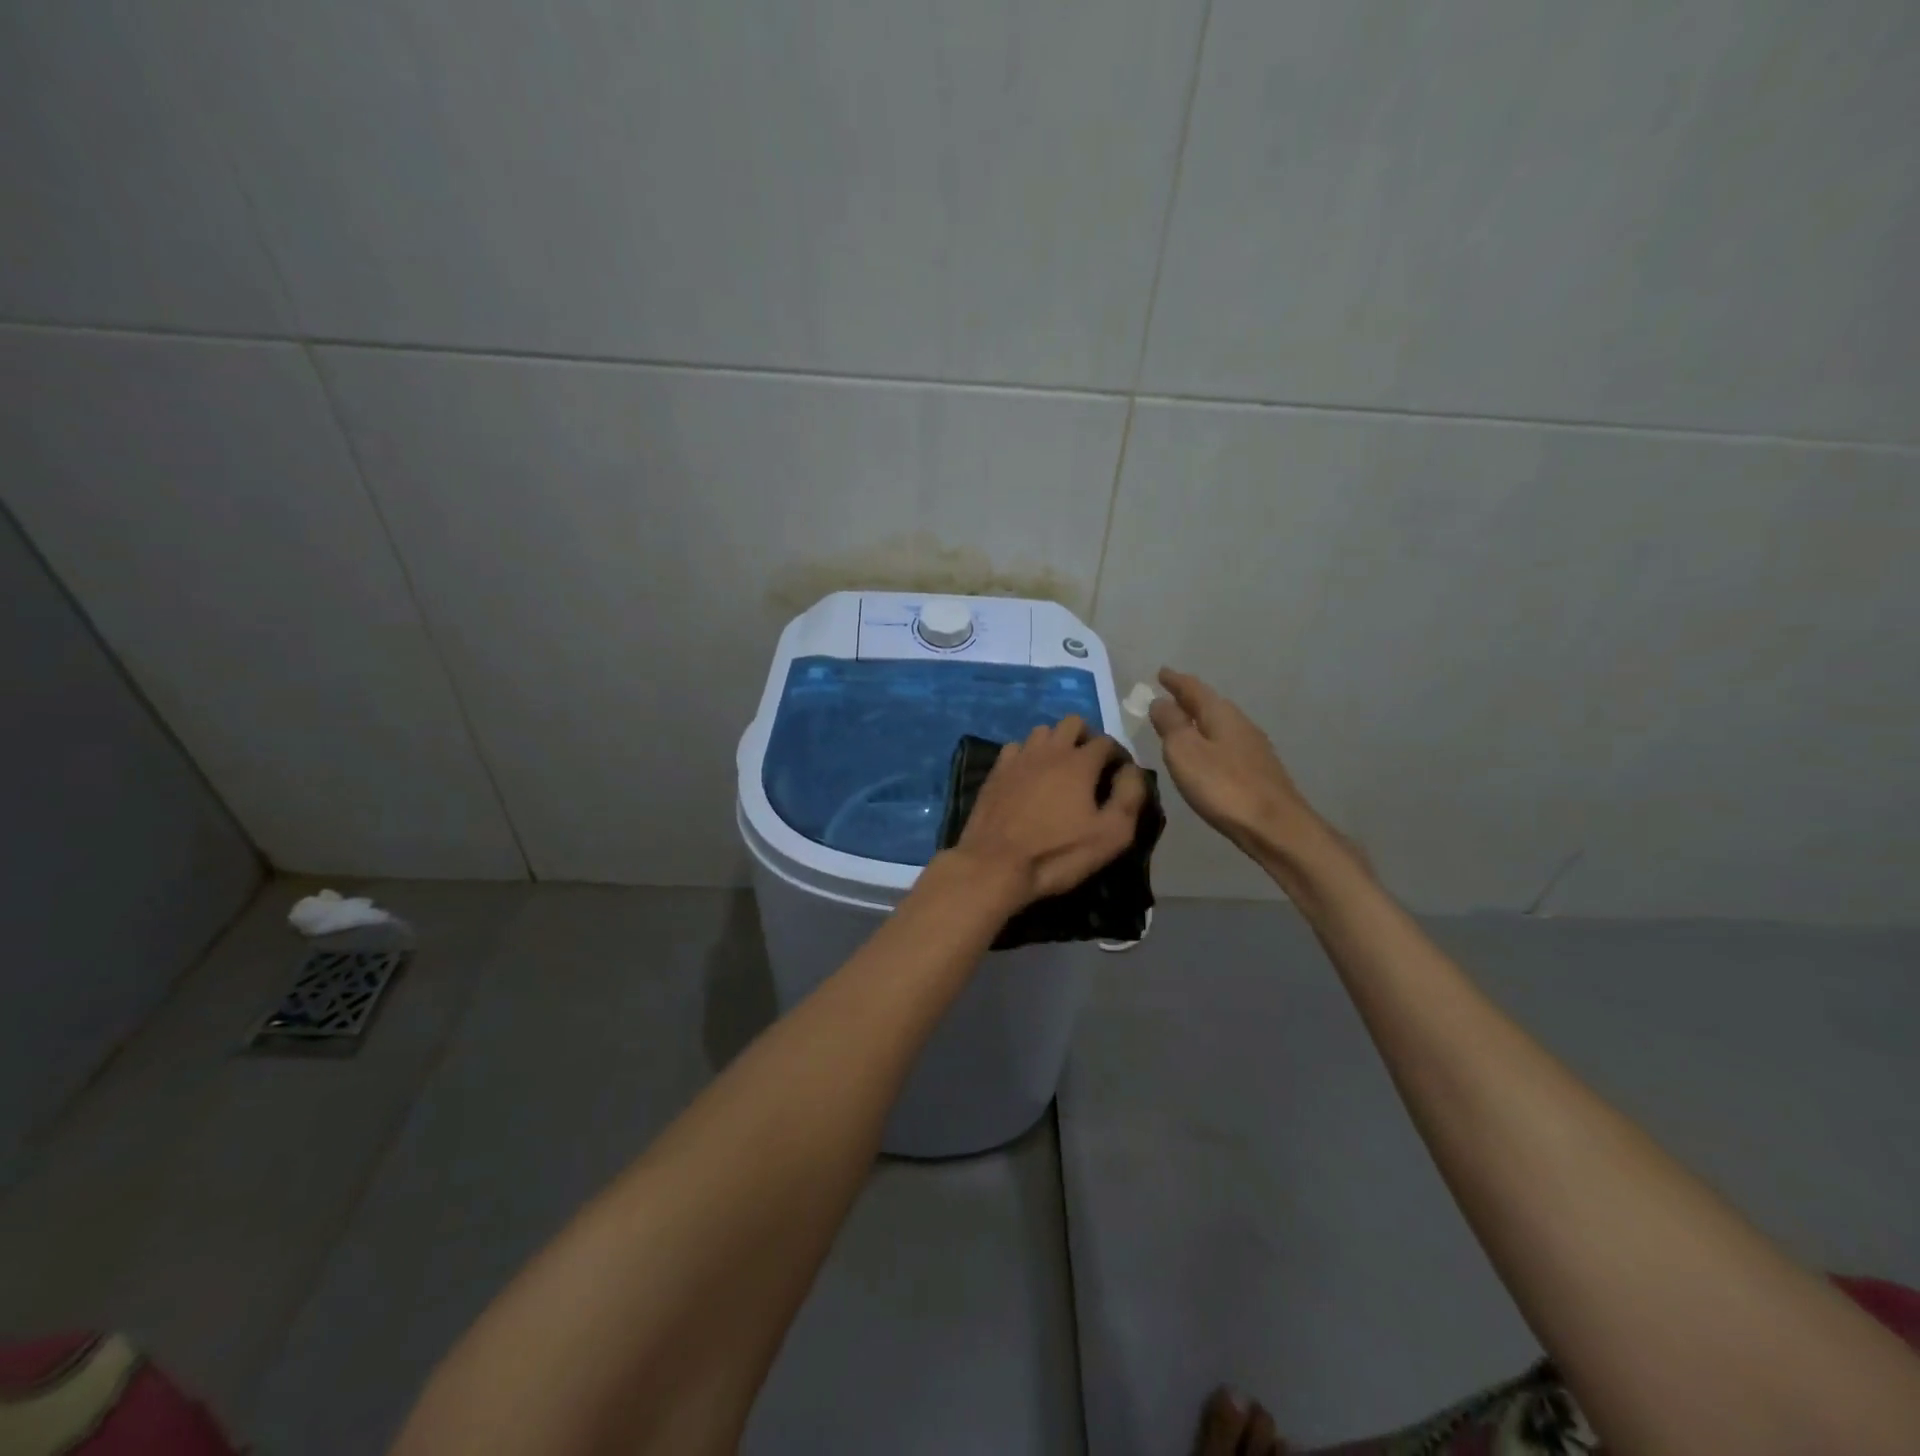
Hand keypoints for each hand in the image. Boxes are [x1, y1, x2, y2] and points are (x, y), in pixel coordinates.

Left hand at [946, 716, 1147, 908]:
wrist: (995, 865)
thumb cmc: (1058, 853)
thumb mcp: (1111, 834)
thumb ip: (1130, 796)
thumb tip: (1131, 771)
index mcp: (1079, 762)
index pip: (1107, 741)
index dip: (1118, 755)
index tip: (1120, 776)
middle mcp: (1049, 750)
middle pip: (1073, 723)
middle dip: (1087, 738)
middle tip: (1091, 767)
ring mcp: (1018, 758)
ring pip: (1042, 731)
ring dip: (1056, 743)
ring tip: (1060, 770)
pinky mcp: (996, 771)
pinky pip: (1015, 748)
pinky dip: (1027, 756)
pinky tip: (1028, 777)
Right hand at [1149, 669, 1323, 863]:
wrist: (1276, 827)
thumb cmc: (1223, 786)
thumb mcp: (1184, 752)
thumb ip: (1170, 724)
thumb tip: (1159, 701)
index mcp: (1221, 714)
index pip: (1193, 689)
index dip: (1175, 681)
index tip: (1161, 672)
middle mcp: (1240, 724)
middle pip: (1210, 704)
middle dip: (1189, 698)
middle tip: (1169, 694)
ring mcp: (1253, 748)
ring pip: (1220, 725)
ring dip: (1200, 720)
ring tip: (1183, 723)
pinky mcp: (1259, 771)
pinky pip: (1227, 745)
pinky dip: (1211, 741)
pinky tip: (1206, 754)